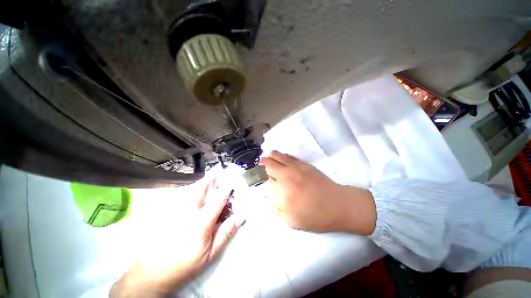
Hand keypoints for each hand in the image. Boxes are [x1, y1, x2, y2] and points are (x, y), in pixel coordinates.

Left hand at [110, 179, 243, 297]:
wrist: (154, 273)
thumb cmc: (185, 265)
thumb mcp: (211, 253)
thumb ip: (225, 233)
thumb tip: (238, 218)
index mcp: (201, 223)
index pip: (218, 199)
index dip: (227, 186)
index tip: (232, 177)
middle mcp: (188, 214)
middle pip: (200, 189)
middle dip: (210, 178)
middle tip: (217, 171)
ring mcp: (177, 213)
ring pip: (190, 192)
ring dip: (201, 183)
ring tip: (209, 178)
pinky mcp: (169, 215)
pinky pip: (183, 198)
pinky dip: (192, 191)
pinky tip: (196, 192)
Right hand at [260, 151, 375, 234]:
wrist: (337, 204)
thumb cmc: (314, 216)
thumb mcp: (291, 221)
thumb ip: (274, 208)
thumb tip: (265, 196)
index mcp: (280, 191)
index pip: (261, 179)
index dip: (256, 177)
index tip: (254, 178)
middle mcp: (284, 175)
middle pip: (266, 164)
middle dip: (259, 165)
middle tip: (259, 169)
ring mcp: (294, 167)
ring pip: (275, 155)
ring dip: (268, 157)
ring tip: (268, 162)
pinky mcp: (303, 163)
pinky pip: (287, 155)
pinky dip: (280, 156)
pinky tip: (280, 160)